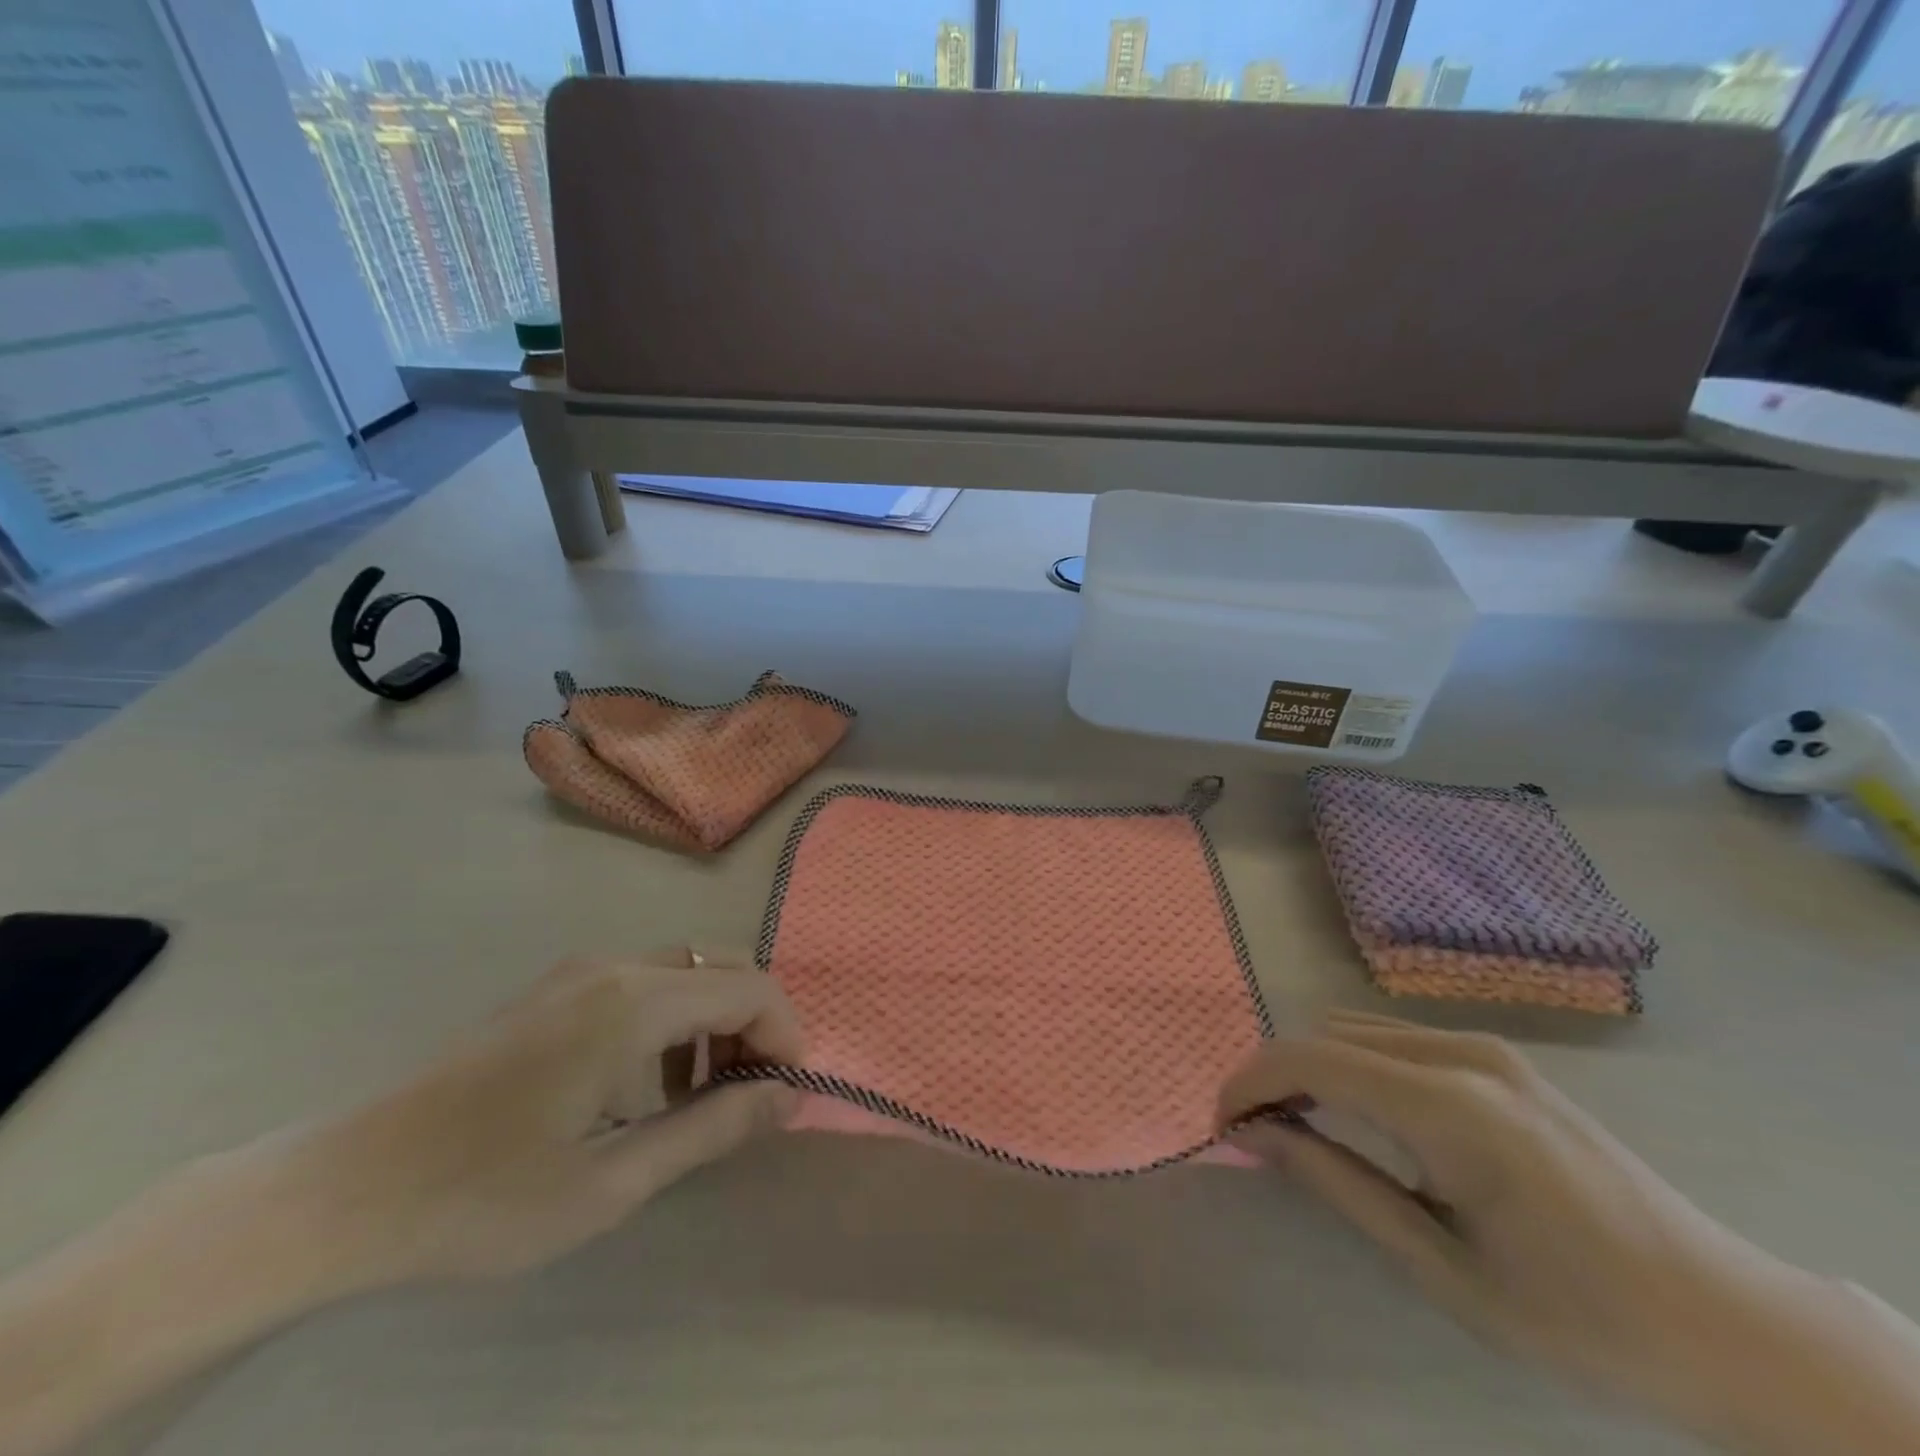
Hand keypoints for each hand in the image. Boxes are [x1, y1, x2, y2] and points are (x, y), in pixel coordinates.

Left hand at [305, 948, 802, 1283]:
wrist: (342, 1188)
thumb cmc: (482, 1195)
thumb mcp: (610, 1182)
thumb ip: (710, 1129)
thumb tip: (788, 1098)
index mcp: (632, 1003)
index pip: (749, 989)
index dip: (784, 1035)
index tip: (786, 1095)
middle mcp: (614, 966)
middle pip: (723, 968)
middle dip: (754, 1025)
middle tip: (749, 1095)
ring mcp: (580, 971)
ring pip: (686, 972)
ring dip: (715, 1022)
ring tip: (701, 1096)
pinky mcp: (556, 987)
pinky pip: (644, 982)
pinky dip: (674, 1019)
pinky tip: (647, 1083)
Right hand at [1218, 1010, 1919, 1454]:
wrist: (1733, 1324)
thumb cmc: (1585, 1320)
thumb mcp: (1446, 1270)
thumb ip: (1340, 1185)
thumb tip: (1259, 1135)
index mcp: (1453, 1108)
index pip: (1313, 1060)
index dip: (1252, 1082)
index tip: (1221, 1124)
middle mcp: (1463, 1054)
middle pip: (1327, 1035)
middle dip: (1275, 1075)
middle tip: (1254, 1134)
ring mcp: (1486, 1049)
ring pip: (1356, 1031)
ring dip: (1311, 1067)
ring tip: (1295, 1125)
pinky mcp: (1499, 1059)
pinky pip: (1395, 1041)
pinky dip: (1352, 1065)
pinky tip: (1356, 1114)